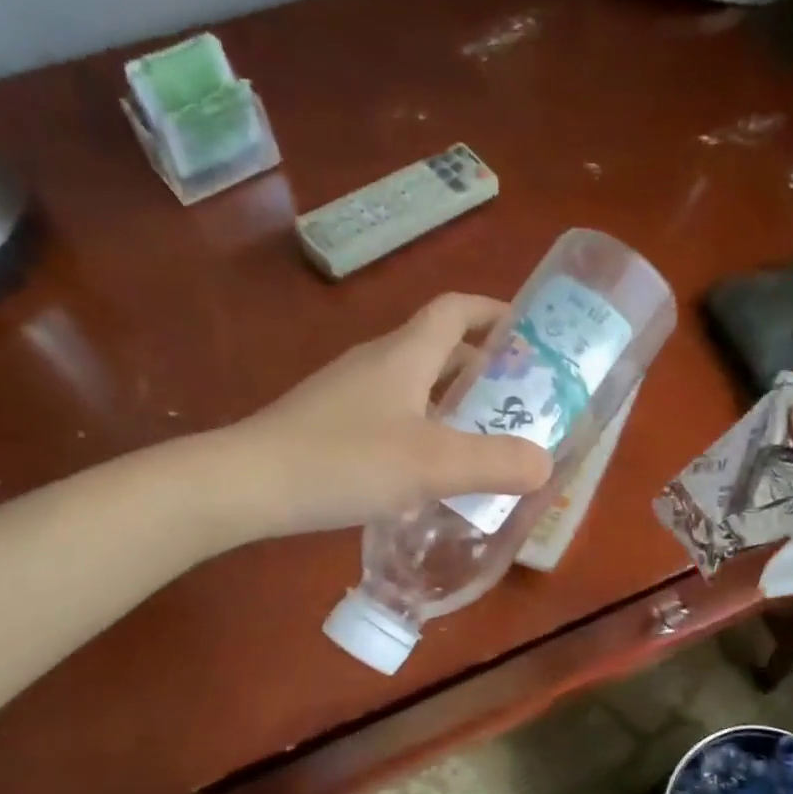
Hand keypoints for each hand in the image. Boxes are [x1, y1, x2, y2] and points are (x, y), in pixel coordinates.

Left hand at [222, 294, 553, 540]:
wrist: (247, 484)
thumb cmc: (345, 460)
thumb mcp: (433, 464)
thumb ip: (495, 463)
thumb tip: (545, 463)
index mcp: (405, 354)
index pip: (456, 310)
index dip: (495, 313)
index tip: (530, 335)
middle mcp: (377, 363)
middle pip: (439, 350)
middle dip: (483, 369)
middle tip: (520, 403)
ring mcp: (349, 394)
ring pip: (415, 387)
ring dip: (453, 405)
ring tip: (485, 441)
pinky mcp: (331, 426)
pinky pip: (393, 417)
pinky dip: (423, 432)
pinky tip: (430, 473)